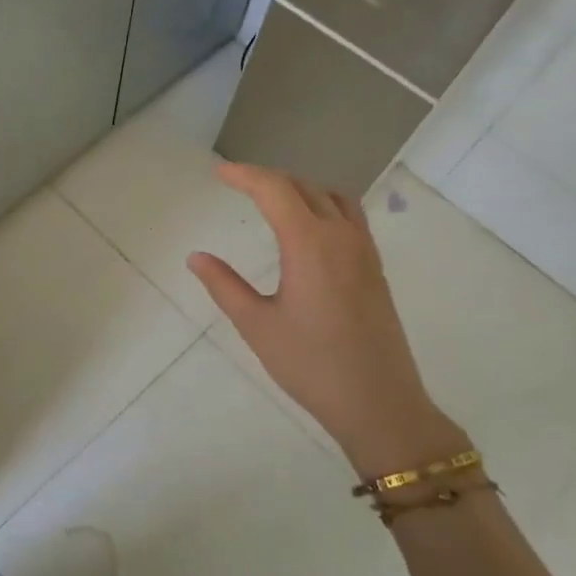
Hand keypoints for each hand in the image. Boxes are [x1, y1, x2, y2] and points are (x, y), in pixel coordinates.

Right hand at [188, 162, 468, 479]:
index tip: (219, 172)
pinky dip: (323, 204)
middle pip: (304, 187)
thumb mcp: (257, 325)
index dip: (245, 175)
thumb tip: (196, 257)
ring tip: (272, 200)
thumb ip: (224, 285)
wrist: (379, 403)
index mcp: (309, 243)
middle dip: (268, 179)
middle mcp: (341, 236)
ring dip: (300, 188)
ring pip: (332, 197)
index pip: (275, 190)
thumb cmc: (311, 365)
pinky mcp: (375, 268)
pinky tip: (308, 228)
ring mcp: (364, 250)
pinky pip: (349, 216)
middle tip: (237, 184)